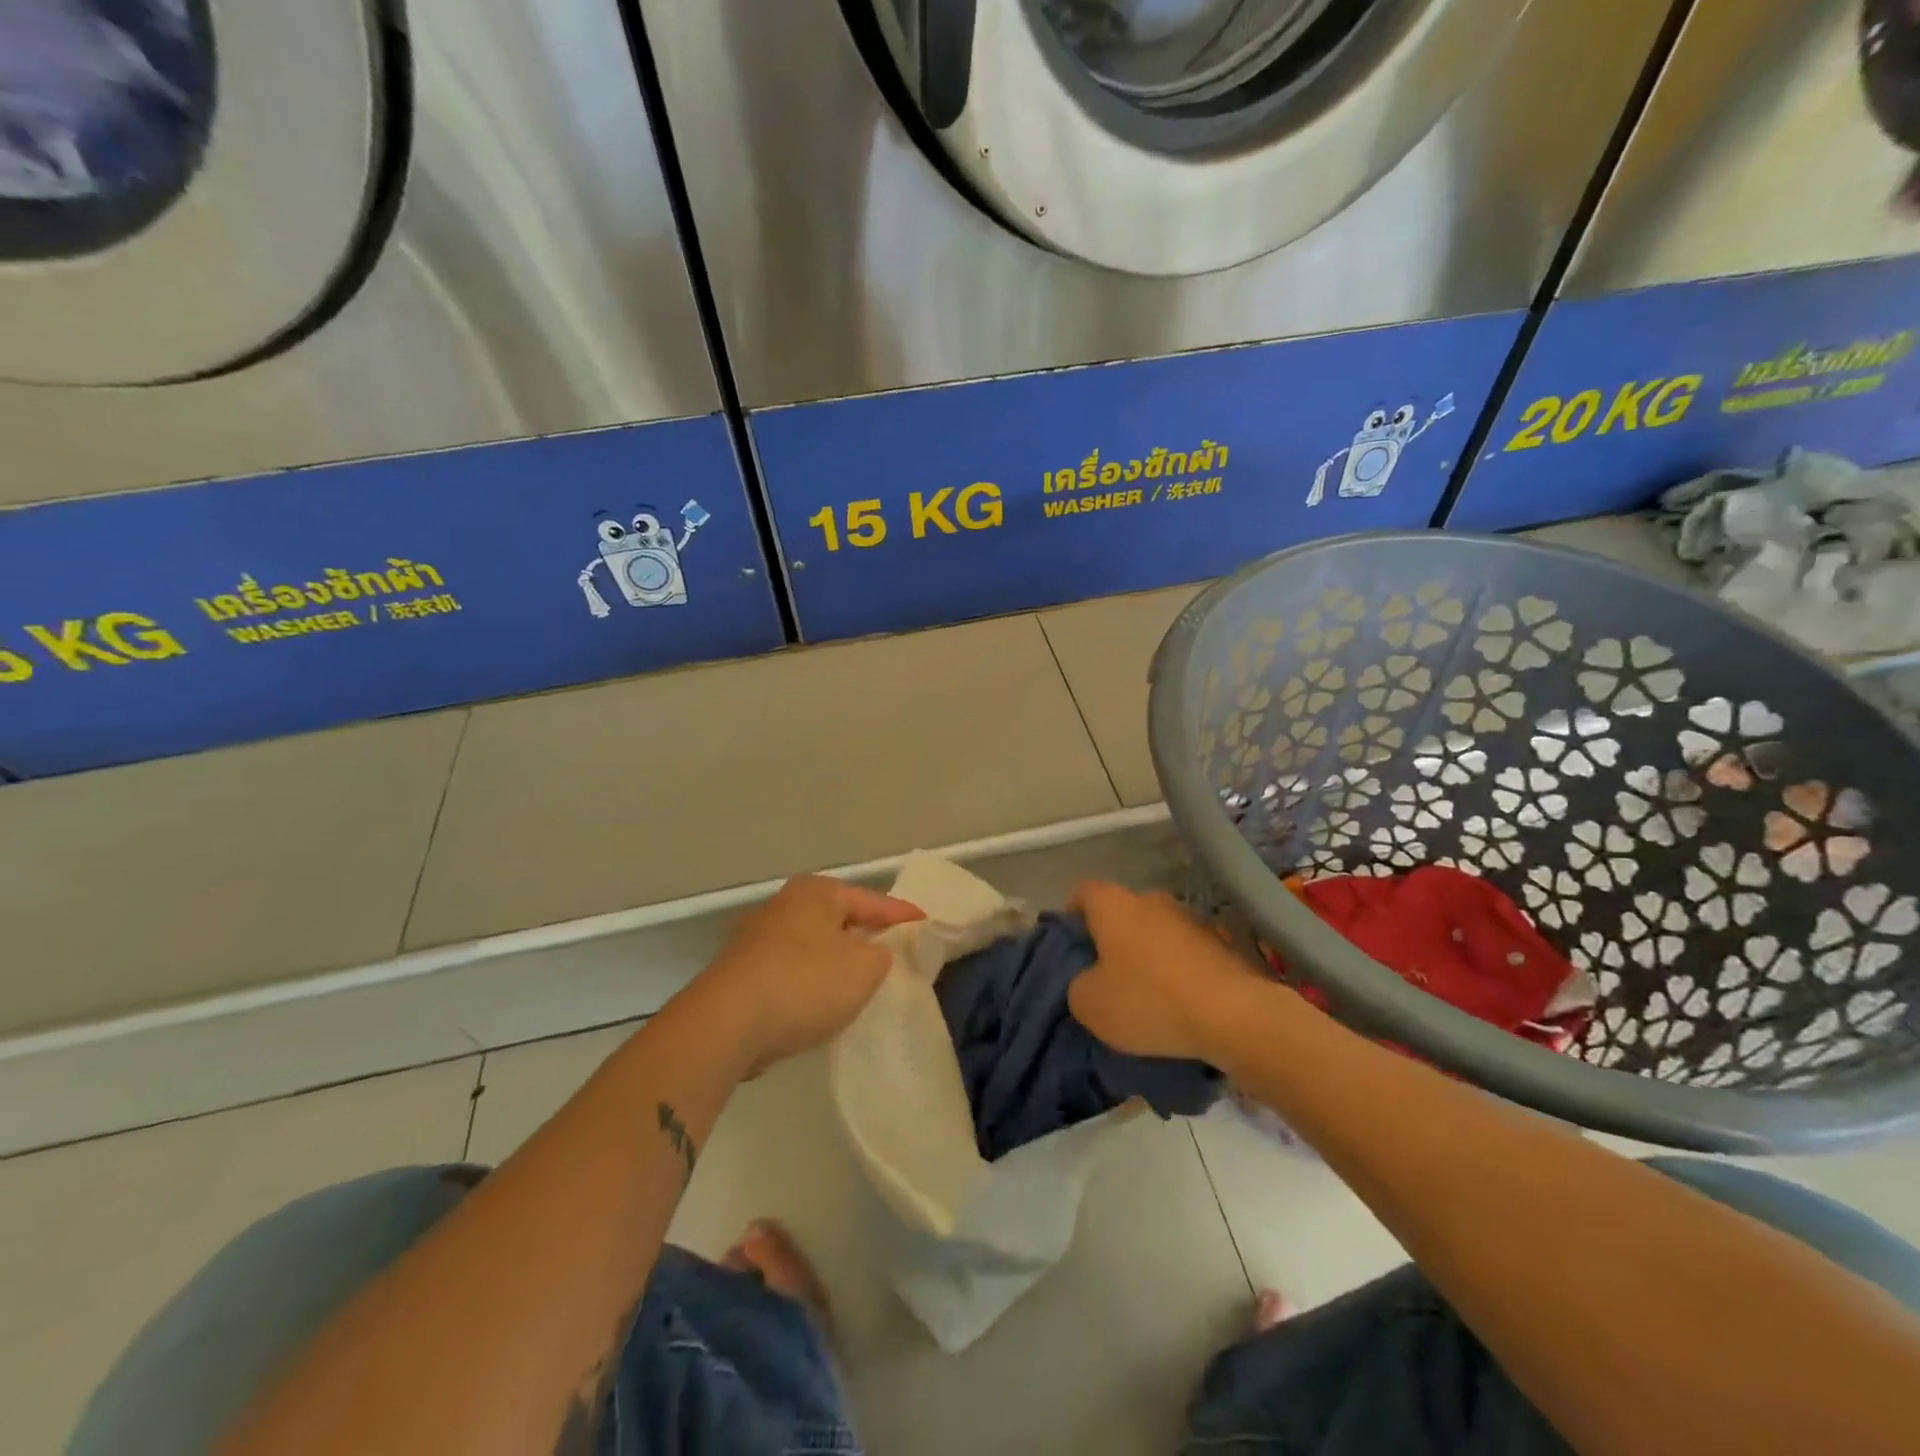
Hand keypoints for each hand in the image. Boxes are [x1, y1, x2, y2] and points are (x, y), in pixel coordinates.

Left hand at [697, 875, 923, 1074]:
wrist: (726, 1025)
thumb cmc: (804, 983)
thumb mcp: (864, 969)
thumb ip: (881, 955)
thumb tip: (872, 953)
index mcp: (816, 893)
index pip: (871, 900)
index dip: (901, 913)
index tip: (924, 921)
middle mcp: (784, 905)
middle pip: (838, 919)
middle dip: (864, 934)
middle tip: (893, 949)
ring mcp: (757, 939)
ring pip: (813, 946)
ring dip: (835, 961)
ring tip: (859, 979)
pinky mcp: (741, 973)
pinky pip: (791, 971)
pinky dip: (810, 982)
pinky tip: (819, 1002)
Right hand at [1067, 881, 1266, 1062]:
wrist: (1234, 1015)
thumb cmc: (1149, 1000)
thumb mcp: (1090, 1004)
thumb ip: (1077, 985)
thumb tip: (1088, 980)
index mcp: (1114, 904)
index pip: (1082, 892)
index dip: (1070, 916)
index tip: (1070, 948)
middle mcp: (1151, 899)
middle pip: (1120, 912)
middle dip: (1110, 939)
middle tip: (1103, 976)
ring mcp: (1189, 919)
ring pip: (1154, 932)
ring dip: (1146, 955)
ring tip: (1143, 995)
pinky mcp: (1220, 943)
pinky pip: (1183, 952)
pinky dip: (1175, 971)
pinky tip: (1175, 1004)